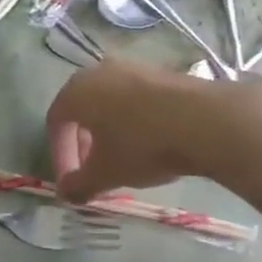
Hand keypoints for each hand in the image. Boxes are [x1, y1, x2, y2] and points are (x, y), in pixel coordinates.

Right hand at [45, 59, 213, 202]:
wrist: (206, 121)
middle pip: (81, 110)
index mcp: (76, 91)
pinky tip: (149, 143)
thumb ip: (79, 185)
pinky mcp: (161, 72)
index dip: (60, 155)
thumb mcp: (106, 173)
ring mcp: (132, 68)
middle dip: (82, 143)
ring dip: (108, 132)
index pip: (55, 123)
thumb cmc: (142, 145)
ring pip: (109, 103)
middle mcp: (98, 72)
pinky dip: (132, 121)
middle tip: (93, 170)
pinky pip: (134, 99)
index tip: (71, 182)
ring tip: (122, 159)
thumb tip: (65, 194)